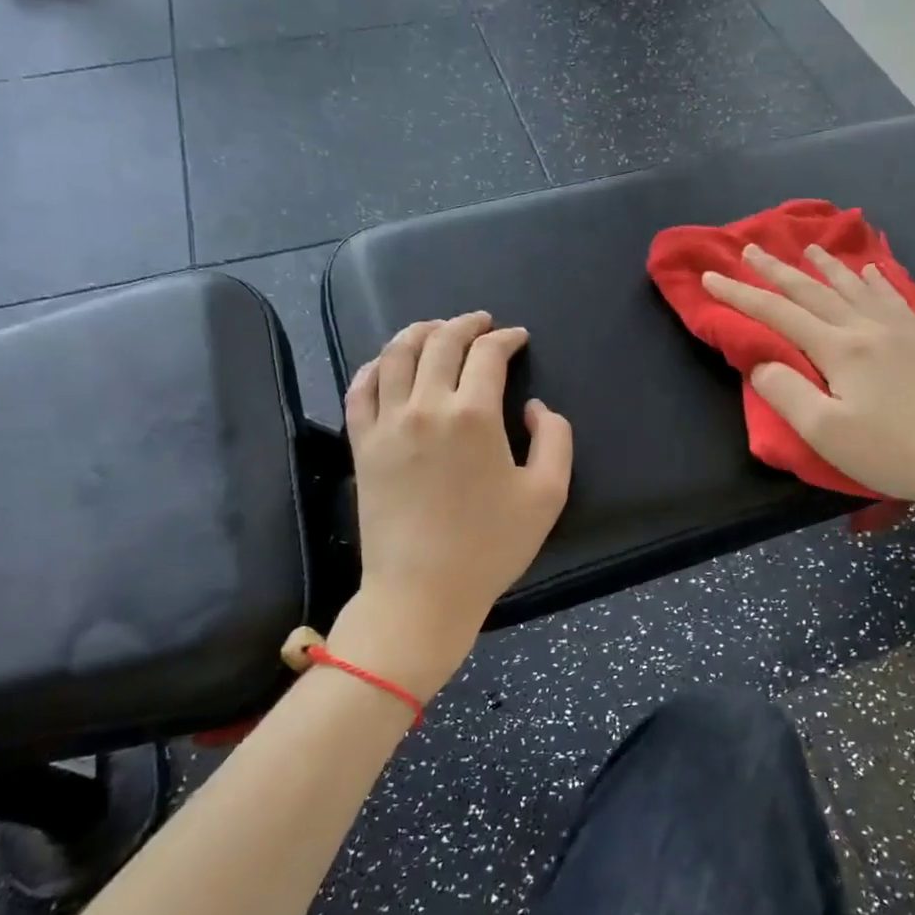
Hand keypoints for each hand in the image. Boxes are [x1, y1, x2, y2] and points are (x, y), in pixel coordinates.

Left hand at [341, 313, 572, 689]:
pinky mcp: (361, 445)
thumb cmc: (490, 547)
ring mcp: (386, 424)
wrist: (421, 592)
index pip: (488, 354)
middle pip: (440, 342)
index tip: (518, 338)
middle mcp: (425, 406)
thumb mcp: (548, 495)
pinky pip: (359, 389)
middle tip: (481, 322)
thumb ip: (555, 438)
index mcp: (473, 415)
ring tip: (435, 328)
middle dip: (465, 324)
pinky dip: (373, 366)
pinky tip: (386, 363)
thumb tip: (533, 408)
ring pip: (394, 355)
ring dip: (418, 332)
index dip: (506, 338)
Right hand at [702, 243, 914, 529]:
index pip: (778, 314)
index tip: (711, 276)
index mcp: (839, 349)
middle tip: (751, 249)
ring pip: (854, 287)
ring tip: (808, 248)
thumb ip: (786, 392)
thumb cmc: (890, 452)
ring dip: (825, 267)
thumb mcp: (825, 433)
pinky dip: (875, 280)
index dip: (741, 295)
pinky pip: (893, 297)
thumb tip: (761, 362)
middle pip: (813, 292)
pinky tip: (870, 271)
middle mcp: (867, 328)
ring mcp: (901, 330)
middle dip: (777, 270)